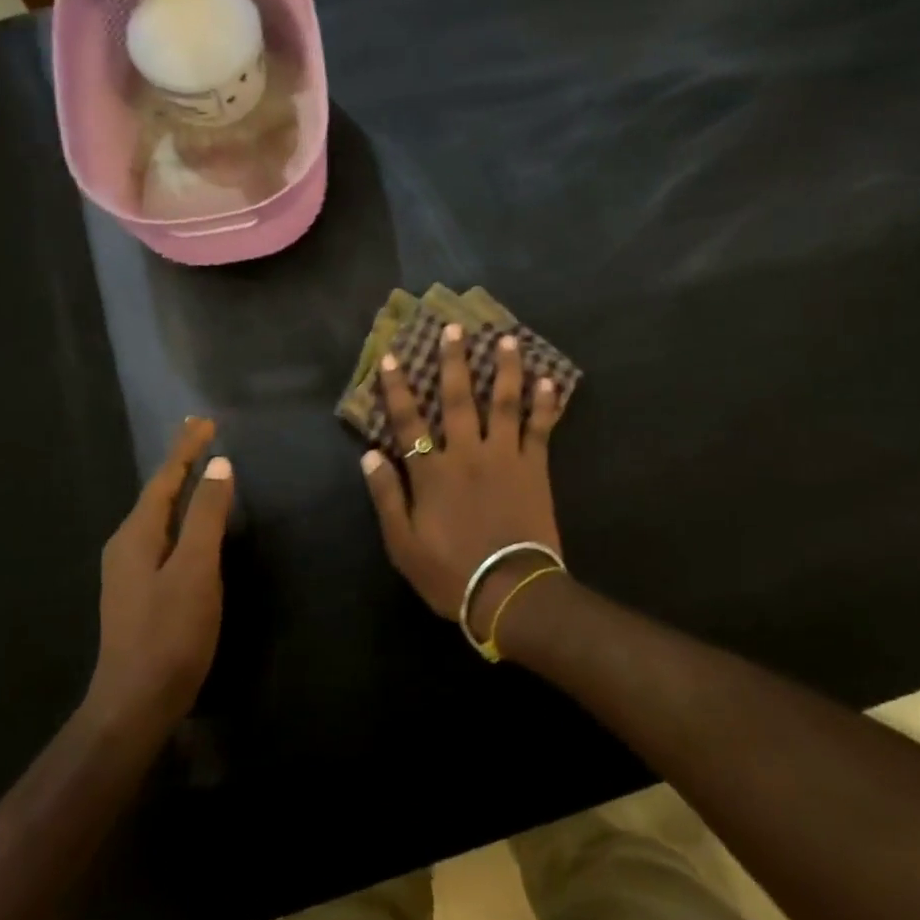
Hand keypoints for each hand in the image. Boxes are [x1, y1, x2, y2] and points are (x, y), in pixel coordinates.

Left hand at [88, 417, 234, 730]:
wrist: (134, 704)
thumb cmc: (169, 634)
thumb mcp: (196, 570)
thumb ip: (207, 516)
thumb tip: (219, 465)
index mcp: (137, 534)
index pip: (165, 478)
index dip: (186, 449)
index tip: (205, 420)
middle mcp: (126, 545)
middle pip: (157, 493)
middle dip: (180, 463)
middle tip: (202, 436)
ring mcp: (128, 571)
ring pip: (157, 516)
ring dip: (178, 490)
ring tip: (198, 470)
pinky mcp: (138, 592)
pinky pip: (161, 537)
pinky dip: (179, 517)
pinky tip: (190, 526)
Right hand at [361, 326, 563, 639]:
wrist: (509, 591)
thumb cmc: (450, 572)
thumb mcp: (402, 544)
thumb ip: (386, 496)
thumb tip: (370, 455)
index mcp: (432, 472)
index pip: (408, 421)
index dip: (398, 388)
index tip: (392, 357)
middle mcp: (466, 453)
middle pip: (457, 399)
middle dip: (453, 361)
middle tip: (454, 328)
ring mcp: (504, 457)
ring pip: (503, 403)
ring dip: (504, 369)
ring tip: (507, 340)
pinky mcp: (534, 468)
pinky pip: (540, 429)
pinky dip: (544, 405)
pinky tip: (549, 382)